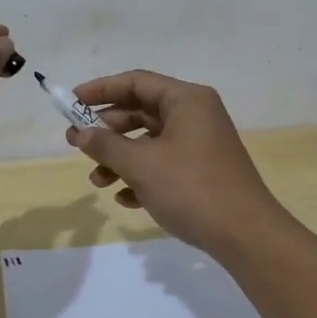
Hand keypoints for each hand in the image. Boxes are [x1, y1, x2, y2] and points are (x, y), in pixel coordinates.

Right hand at [66, 70, 292, 259]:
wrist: (245, 235)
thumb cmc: (191, 188)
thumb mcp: (142, 165)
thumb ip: (106, 145)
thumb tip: (80, 133)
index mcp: (187, 100)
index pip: (136, 82)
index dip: (101, 89)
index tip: (71, 102)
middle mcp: (196, 115)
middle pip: (142, 111)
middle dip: (108, 130)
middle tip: (76, 144)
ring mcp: (201, 144)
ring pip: (150, 141)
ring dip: (121, 158)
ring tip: (97, 181)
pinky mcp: (203, 171)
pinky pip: (164, 164)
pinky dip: (142, 176)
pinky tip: (125, 199)